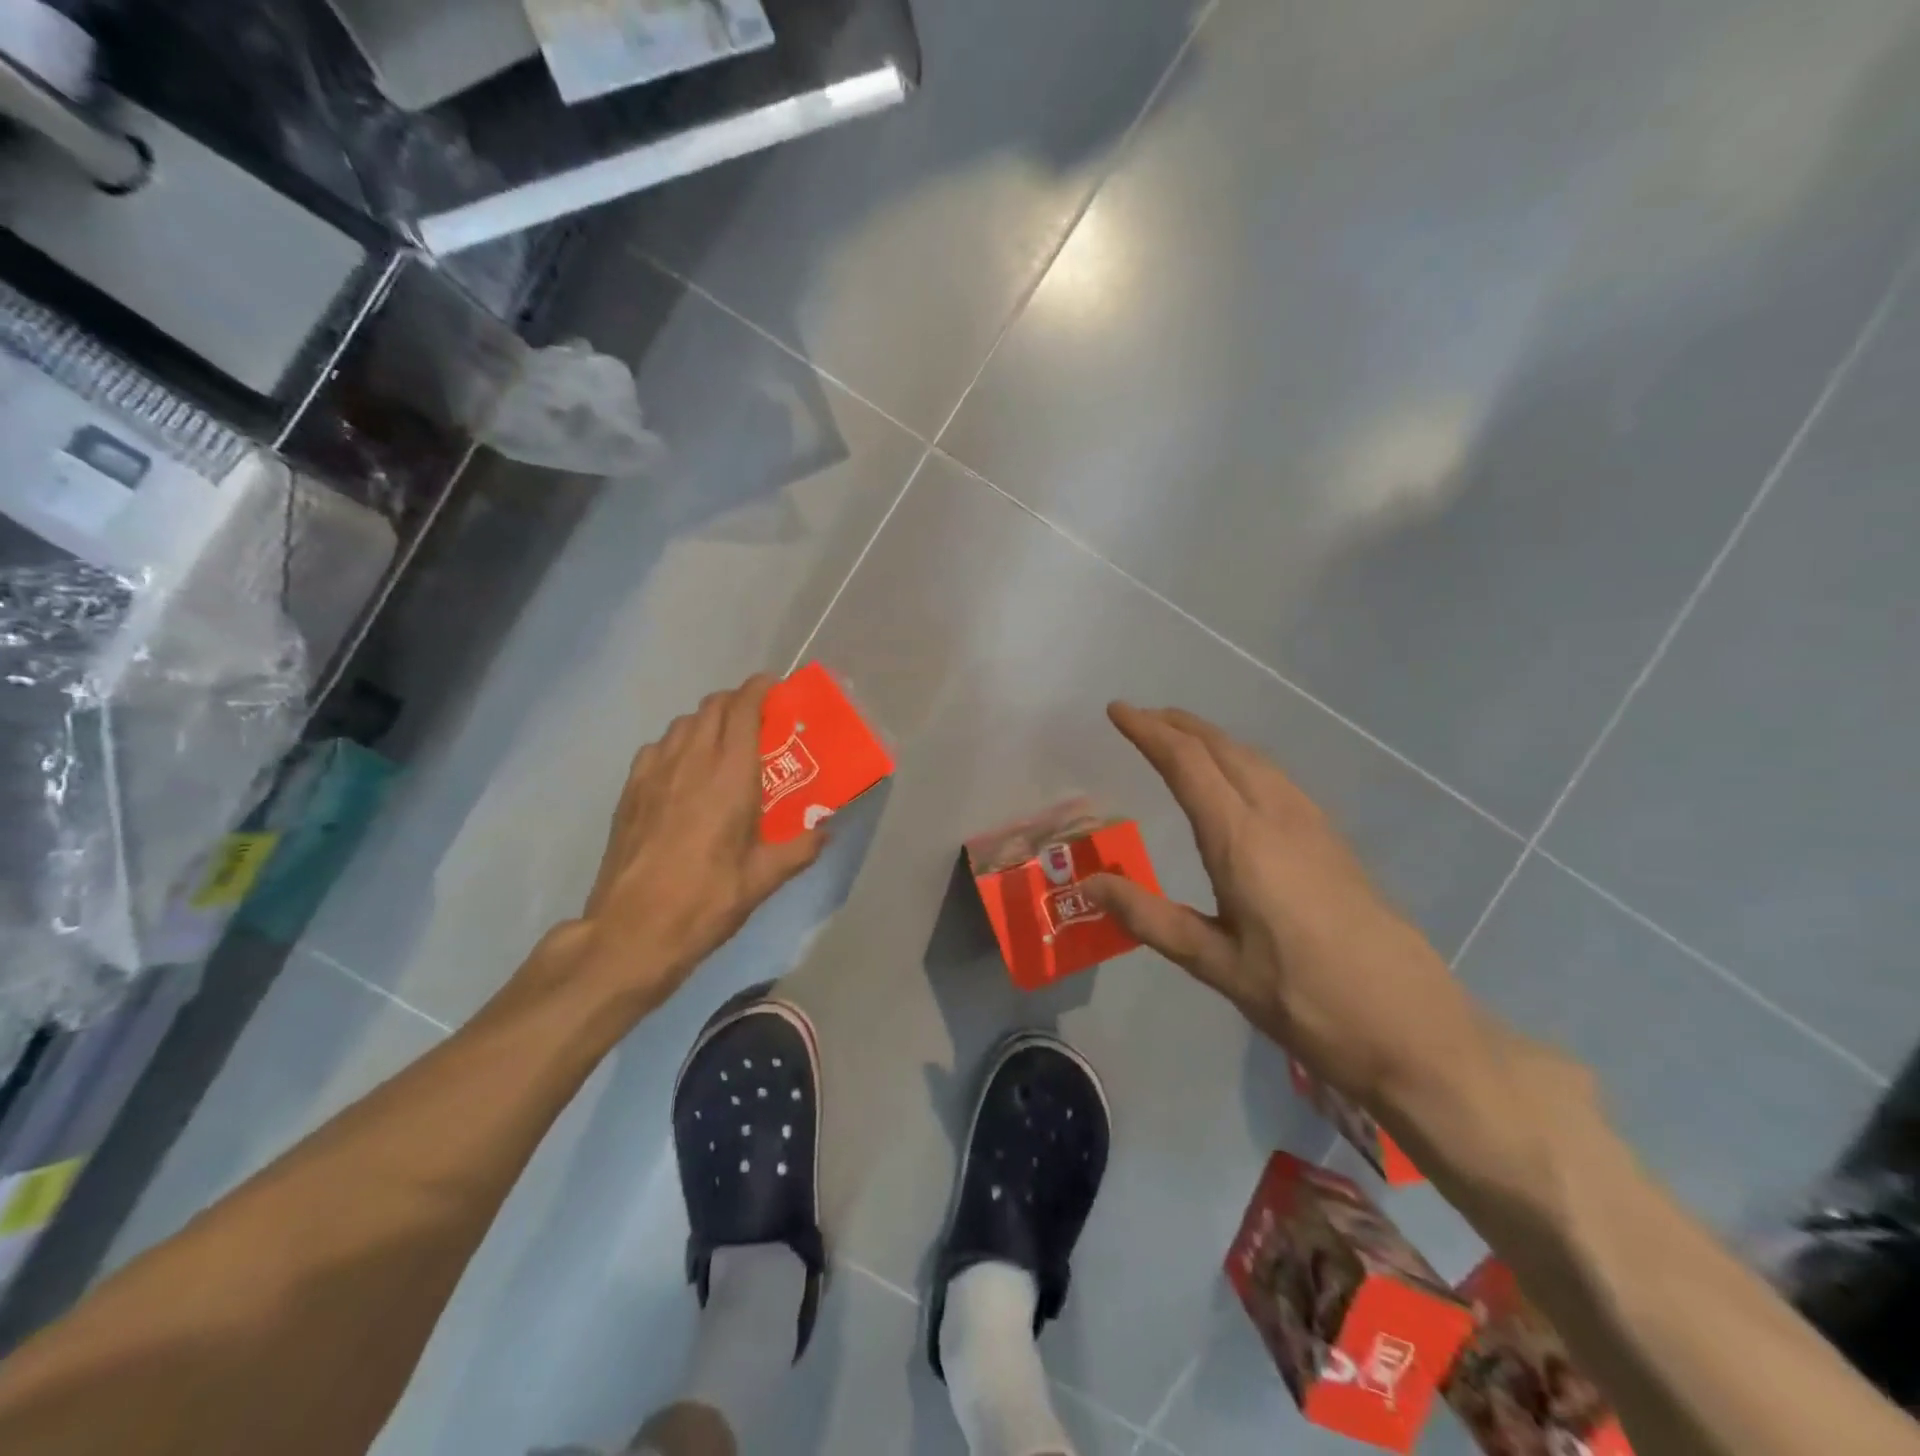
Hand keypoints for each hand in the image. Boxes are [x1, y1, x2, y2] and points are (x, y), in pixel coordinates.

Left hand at [559, 675, 824, 1016]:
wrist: (633, 930)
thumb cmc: (707, 900)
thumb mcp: (764, 878)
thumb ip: (799, 848)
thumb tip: (824, 832)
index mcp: (730, 774)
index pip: (743, 708)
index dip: (760, 689)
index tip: (776, 689)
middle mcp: (691, 760)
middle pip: (712, 707)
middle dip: (736, 702)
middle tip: (758, 721)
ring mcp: (654, 773)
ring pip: (682, 724)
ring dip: (707, 722)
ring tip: (723, 745)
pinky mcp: (630, 791)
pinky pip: (657, 747)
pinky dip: (677, 745)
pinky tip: (684, 773)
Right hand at [1086, 703, 1488, 1107]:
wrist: (1413, 1028)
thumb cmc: (1305, 999)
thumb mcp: (1216, 964)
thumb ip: (1150, 918)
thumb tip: (1089, 883)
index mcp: (1242, 841)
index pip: (1187, 764)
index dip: (1148, 731)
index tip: (1117, 710)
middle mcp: (1278, 817)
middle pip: (1224, 749)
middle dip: (1178, 725)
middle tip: (1140, 718)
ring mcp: (1313, 826)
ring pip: (1255, 759)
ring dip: (1212, 739)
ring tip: (1181, 739)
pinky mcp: (1334, 842)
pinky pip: (1277, 778)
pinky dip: (1242, 760)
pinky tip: (1239, 781)